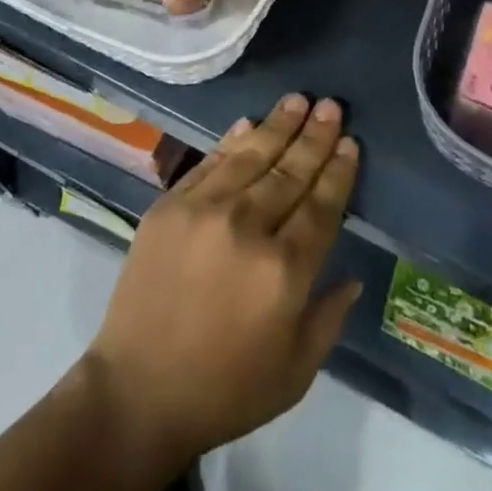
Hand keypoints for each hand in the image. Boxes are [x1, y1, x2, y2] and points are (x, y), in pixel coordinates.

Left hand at [80, 93, 362, 463]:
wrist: (138, 391)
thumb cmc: (225, 389)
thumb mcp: (295, 372)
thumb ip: (329, 317)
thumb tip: (353, 274)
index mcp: (284, 271)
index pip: (321, 207)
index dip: (338, 172)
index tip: (350, 142)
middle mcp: (247, 228)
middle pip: (290, 172)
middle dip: (314, 137)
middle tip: (331, 105)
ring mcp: (204, 210)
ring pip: (251, 155)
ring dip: (278, 125)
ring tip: (298, 100)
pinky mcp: (170, 204)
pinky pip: (210, 162)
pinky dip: (232, 140)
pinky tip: (250, 122)